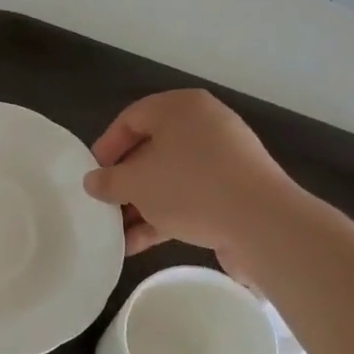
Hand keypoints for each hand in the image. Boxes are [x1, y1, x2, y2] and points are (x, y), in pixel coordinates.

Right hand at [83, 90, 297, 263]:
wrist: (261, 223)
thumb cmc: (190, 187)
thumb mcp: (136, 183)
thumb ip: (108, 181)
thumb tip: (92, 181)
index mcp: (181, 108)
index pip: (131, 118)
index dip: (106, 147)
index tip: (92, 176)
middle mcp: (204, 126)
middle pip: (151, 150)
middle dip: (124, 182)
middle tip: (104, 204)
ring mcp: (223, 159)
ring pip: (170, 178)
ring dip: (141, 205)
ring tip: (117, 233)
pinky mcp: (234, 190)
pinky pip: (190, 197)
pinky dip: (164, 216)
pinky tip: (139, 245)